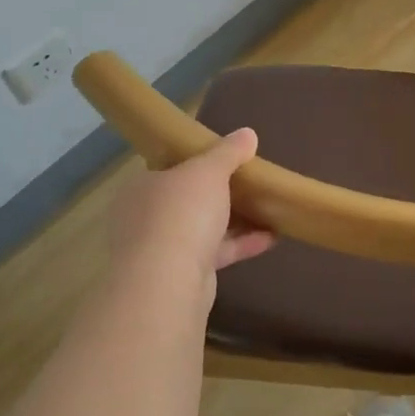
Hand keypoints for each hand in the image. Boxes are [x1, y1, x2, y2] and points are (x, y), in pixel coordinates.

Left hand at [109, 129, 274, 308]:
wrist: (168, 282)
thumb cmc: (181, 212)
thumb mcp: (208, 171)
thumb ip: (228, 152)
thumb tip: (247, 133)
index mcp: (142, 187)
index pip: (169, 169)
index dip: (196, 163)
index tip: (225, 159)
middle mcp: (146, 218)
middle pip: (188, 200)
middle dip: (219, 194)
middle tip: (250, 184)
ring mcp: (163, 250)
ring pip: (203, 229)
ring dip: (235, 221)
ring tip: (269, 209)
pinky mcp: (183, 276)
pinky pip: (216, 253)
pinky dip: (241, 244)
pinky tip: (272, 237)